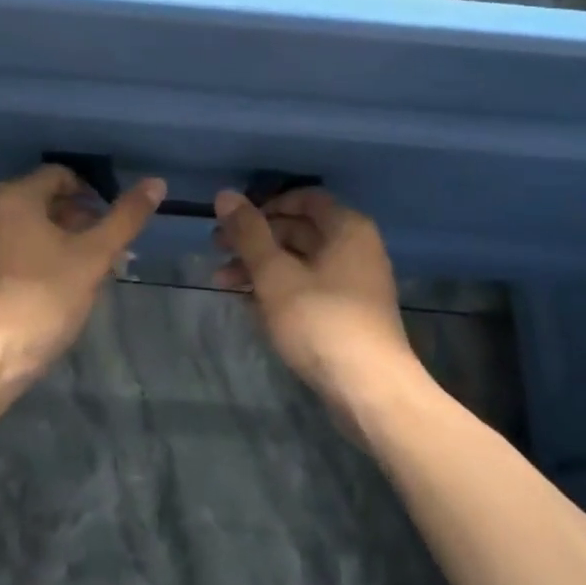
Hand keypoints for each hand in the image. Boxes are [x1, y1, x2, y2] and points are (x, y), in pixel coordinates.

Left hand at [0, 164, 164, 386]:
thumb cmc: (42, 299)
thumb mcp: (92, 257)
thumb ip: (125, 218)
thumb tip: (156, 182)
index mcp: (12, 196)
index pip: (60, 175)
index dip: (92, 194)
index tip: (111, 222)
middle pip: (42, 200)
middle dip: (78, 219)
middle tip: (105, 250)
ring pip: (26, 227)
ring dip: (59, 239)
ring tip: (85, 270)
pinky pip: (8, 248)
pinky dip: (34, 256)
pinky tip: (53, 286)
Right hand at [213, 188, 426, 418]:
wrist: (370, 390)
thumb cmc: (320, 320)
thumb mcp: (275, 273)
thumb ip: (248, 233)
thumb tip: (224, 194)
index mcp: (346, 228)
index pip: (304, 198)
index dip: (265, 205)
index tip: (233, 222)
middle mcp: (355, 248)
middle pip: (298, 229)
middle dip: (254, 239)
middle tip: (215, 250)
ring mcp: (354, 283)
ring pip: (299, 262)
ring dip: (259, 267)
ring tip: (221, 282)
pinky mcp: (348, 314)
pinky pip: (307, 288)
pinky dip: (278, 289)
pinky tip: (247, 303)